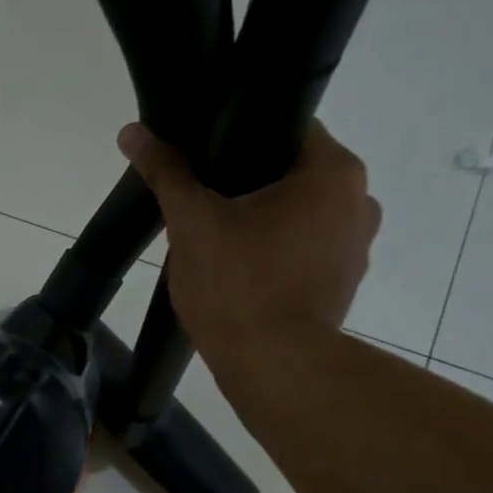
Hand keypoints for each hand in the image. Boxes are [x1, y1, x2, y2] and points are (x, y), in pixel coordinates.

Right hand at [119, 120, 380, 376]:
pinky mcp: (345, 283)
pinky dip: (279, 254)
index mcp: (333, 171)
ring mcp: (357, 246)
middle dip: (249, 185)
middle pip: (293, 174)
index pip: (287, 128)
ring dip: (265, 222)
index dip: (240, 139)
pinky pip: (306, 250)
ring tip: (221, 242)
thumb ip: (167, 173)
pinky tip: (244, 273)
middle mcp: (360, 200)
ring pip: (300, 215)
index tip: (205, 161)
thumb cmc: (237, 284)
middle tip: (203, 204)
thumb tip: (132, 131)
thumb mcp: (192, 224)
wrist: (273, 364)